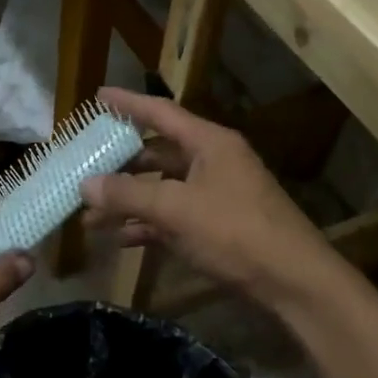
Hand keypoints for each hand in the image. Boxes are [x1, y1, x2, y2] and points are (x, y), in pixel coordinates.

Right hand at [79, 88, 335, 301]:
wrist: (292, 281)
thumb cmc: (235, 232)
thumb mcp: (176, 209)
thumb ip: (129, 194)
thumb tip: (86, 184)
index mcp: (209, 143)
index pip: (161, 113)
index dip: (128, 104)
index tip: (98, 96)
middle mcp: (213, 162)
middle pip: (158, 154)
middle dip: (120, 166)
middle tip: (85, 170)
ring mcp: (216, 195)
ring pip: (162, 189)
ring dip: (129, 201)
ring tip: (90, 216)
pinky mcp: (218, 226)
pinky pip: (174, 217)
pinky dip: (148, 225)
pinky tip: (122, 239)